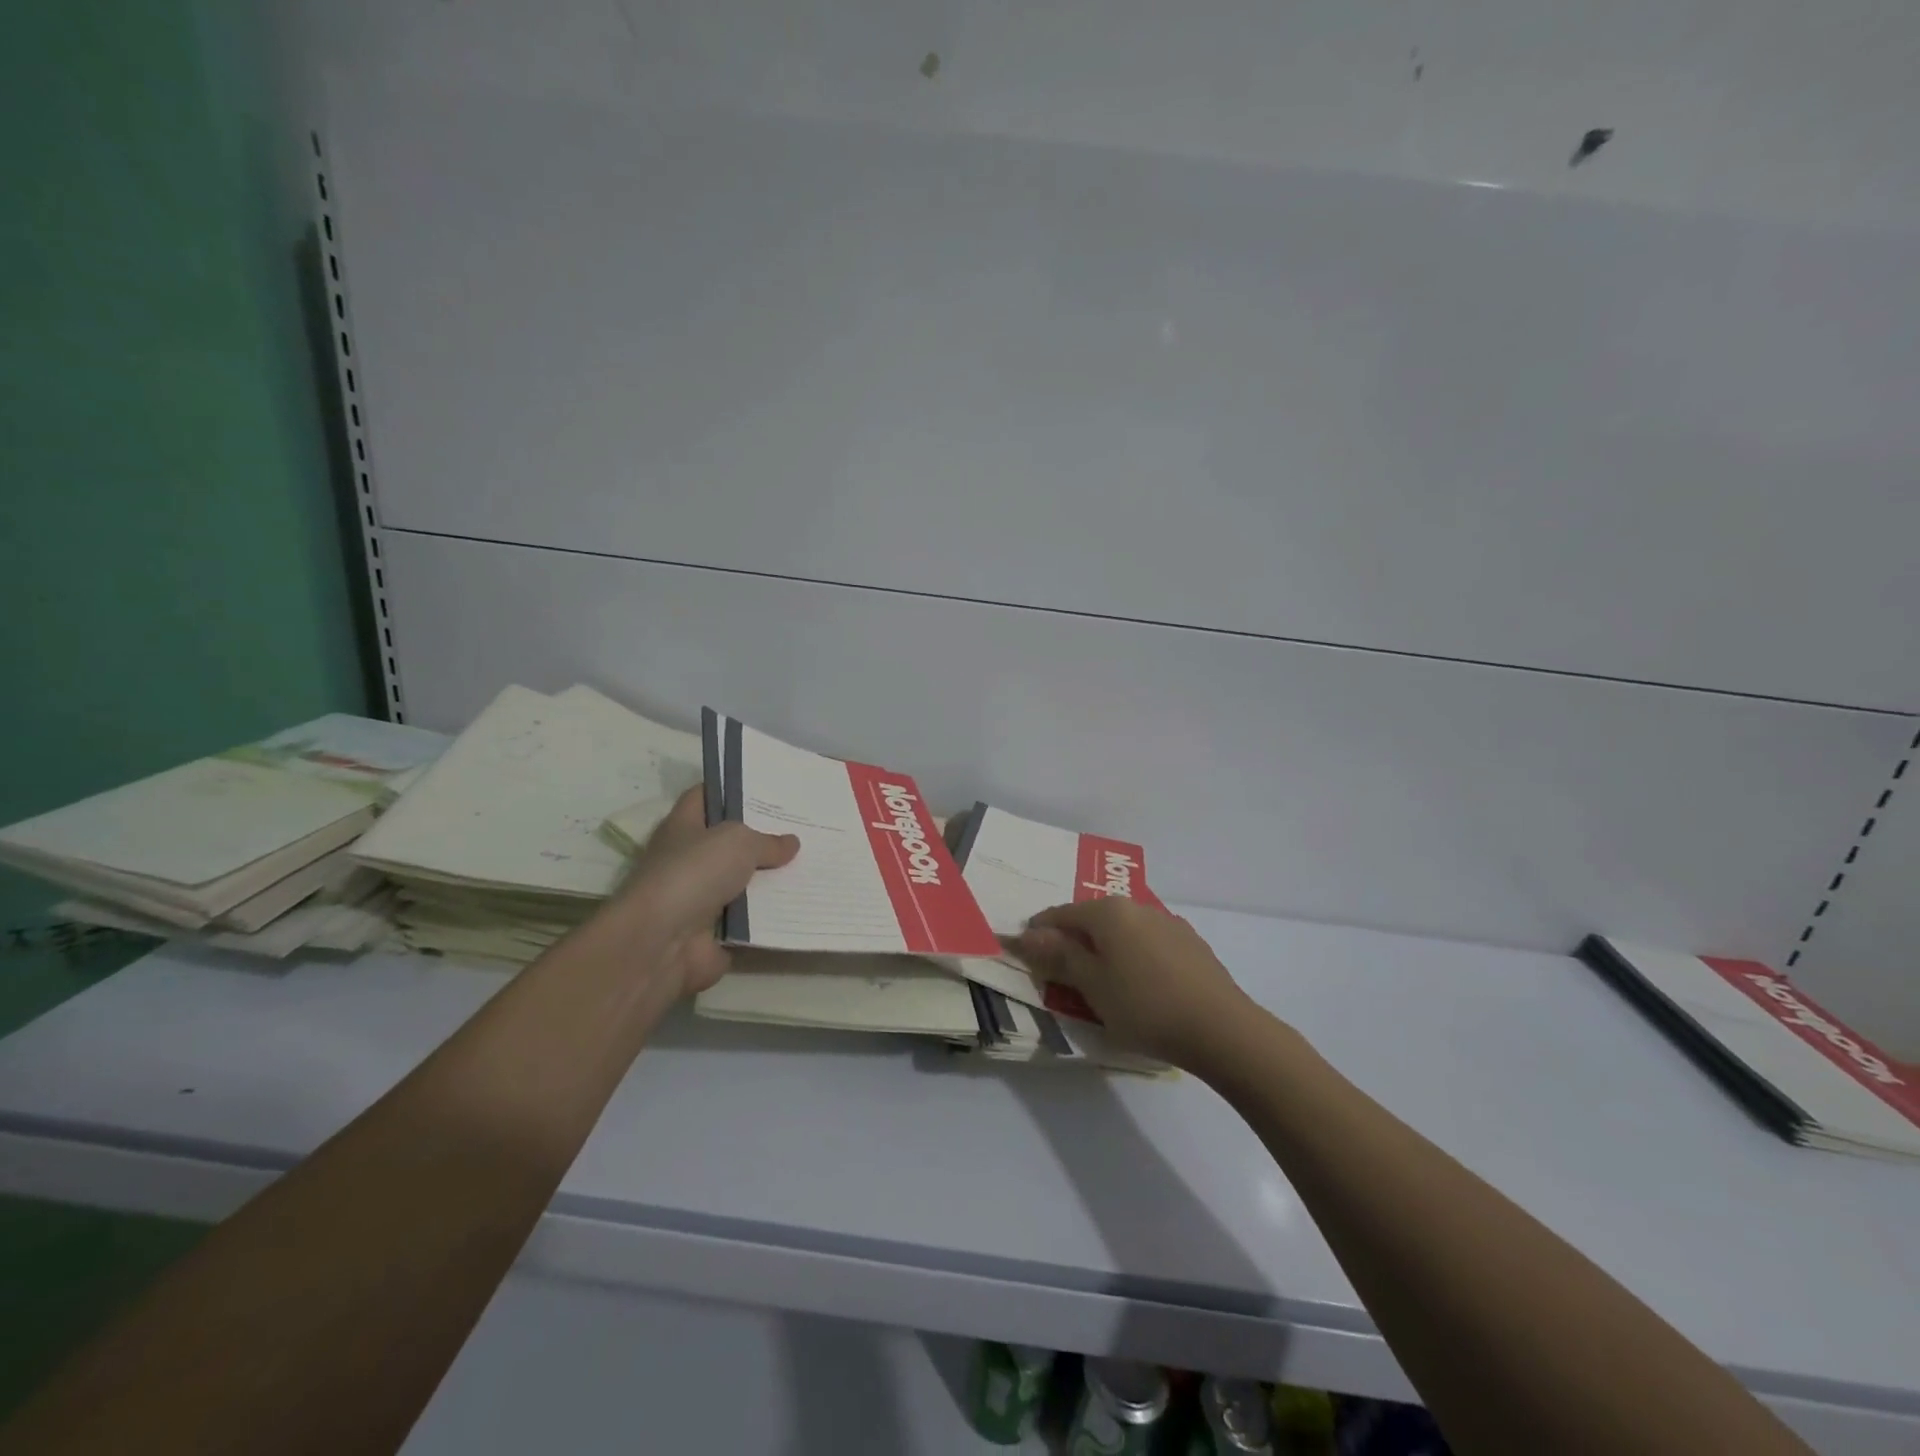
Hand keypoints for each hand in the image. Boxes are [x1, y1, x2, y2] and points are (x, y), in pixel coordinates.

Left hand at [603, 788, 798, 997]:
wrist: (660, 944)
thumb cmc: (693, 874)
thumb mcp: (738, 842)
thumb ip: (767, 841)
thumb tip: (790, 843)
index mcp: (683, 827)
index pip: (704, 797)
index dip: (731, 789)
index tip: (767, 787)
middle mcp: (687, 860)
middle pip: (728, 842)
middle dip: (762, 837)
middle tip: (802, 827)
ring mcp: (699, 900)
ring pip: (742, 883)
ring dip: (771, 880)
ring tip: (812, 865)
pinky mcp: (712, 934)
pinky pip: (750, 921)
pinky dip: (772, 917)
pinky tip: (803, 905)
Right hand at [1013, 898, 1254, 1069]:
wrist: (1222, 1029)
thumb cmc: (1145, 1006)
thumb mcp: (1092, 985)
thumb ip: (1059, 956)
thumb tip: (1027, 934)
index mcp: (1109, 912)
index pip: (1061, 914)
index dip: (1039, 933)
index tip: (1026, 955)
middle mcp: (1138, 907)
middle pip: (1093, 919)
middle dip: (1073, 941)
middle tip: (1062, 974)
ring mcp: (1168, 923)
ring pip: (1123, 931)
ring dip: (1105, 949)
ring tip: (1101, 982)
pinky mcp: (1191, 944)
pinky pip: (1148, 943)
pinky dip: (1133, 957)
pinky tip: (1139, 985)